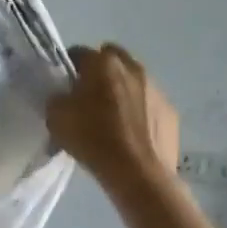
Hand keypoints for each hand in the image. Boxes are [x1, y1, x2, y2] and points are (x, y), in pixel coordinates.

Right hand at [47, 44, 180, 191]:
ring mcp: (156, 89)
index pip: (79, 53)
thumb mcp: (56, 118)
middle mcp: (133, 68)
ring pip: (133, 81)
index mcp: (103, 63)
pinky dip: (140, 112)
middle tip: (89, 98)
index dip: (69, 68)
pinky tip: (131, 134)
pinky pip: (149, 104)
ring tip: (112, 119)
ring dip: (122, 91)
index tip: (64, 86)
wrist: (138, 174)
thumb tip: (65, 97)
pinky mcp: (170, 111)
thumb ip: (58, 99)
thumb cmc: (93, 139)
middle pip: (112, 60)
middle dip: (100, 73)